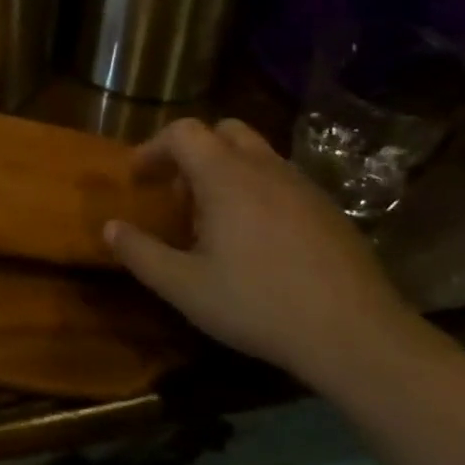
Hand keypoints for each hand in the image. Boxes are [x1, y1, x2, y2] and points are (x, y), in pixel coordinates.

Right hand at [104, 118, 429, 388]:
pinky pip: (281, 180)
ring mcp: (302, 185)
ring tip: (215, 220)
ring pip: (256, 154)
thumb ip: (141, 253)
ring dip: (226, 171)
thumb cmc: (258, 304)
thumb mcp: (184, 287)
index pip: (183, 132)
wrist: (354, 333)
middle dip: (192, 153)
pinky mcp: (328, 208)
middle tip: (178, 194)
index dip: (153, 147)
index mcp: (226, 176)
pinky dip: (257, 190)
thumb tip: (110, 227)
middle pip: (222, 131)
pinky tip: (257, 239)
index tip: (137, 177)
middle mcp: (265, 168)